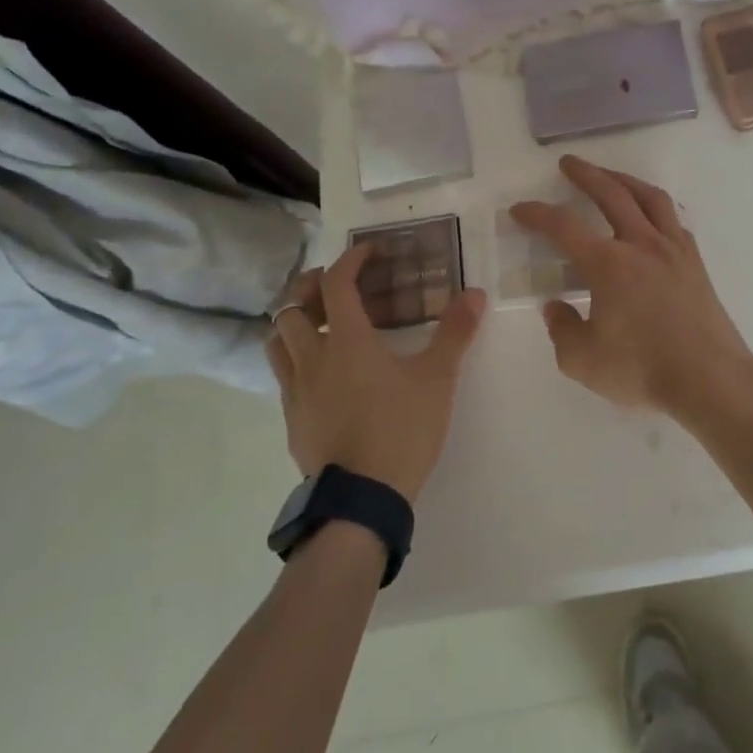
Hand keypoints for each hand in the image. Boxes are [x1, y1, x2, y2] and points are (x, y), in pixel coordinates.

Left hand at [266, 247, 486, 503]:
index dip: (351, 260)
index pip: (337, 284)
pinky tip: (320, 374)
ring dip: (294, 323)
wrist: (361, 500)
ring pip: (277, 341)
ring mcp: (296, 391)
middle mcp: (313, 358)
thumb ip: (455, 333)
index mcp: (347, 341)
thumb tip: (475, 292)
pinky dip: (295, 360)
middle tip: (336, 286)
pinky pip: (283, 376)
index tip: (369, 251)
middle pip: (292, 308)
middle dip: (311, 288)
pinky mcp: (291, 420)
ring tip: (319, 324)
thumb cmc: (401, 430)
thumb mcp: (438, 380)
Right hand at [511, 156, 752, 418]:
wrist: (710, 378)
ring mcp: (673, 250)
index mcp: (608, 264)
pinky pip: (673, 220)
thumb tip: (556, 306)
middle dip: (586, 174)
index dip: (537, 214)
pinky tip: (650, 215)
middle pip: (611, 194)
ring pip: (649, 198)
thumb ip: (562, 329)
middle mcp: (640, 245)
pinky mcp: (694, 263)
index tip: (520, 209)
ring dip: (625, 180)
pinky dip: (655, 208)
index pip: (564, 227)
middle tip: (568, 163)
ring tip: (610, 175)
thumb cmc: (643, 369)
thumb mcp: (583, 361)